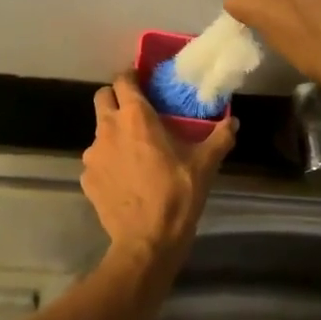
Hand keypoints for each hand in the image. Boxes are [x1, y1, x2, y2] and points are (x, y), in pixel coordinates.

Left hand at [82, 73, 235, 268]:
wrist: (147, 241)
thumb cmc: (177, 196)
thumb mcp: (204, 166)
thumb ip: (220, 138)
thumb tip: (234, 121)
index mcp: (136, 117)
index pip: (123, 80)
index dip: (131, 77)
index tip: (143, 82)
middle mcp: (108, 129)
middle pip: (103, 98)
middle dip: (116, 99)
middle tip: (136, 112)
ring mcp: (93, 155)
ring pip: (99, 131)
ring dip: (112, 134)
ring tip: (133, 152)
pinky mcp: (86, 178)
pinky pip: (96, 161)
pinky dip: (108, 163)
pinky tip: (125, 179)